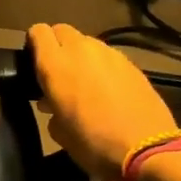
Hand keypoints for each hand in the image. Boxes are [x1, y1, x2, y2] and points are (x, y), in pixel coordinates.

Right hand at [28, 23, 178, 180]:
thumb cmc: (93, 143)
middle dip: (57, 46)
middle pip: (62, 31)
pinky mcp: (131, 63)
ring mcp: (109, 54)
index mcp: (55, 64)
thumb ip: (51, 109)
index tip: (34, 64)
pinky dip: (102, 66)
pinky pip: (108, 56)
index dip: (34, 45)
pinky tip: (108, 90)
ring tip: (84, 83)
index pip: (38, 32)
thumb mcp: (60, 132)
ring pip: (86, 43)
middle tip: (58, 73)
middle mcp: (81, 50)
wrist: (146, 149)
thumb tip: (52, 104)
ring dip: (80, 57)